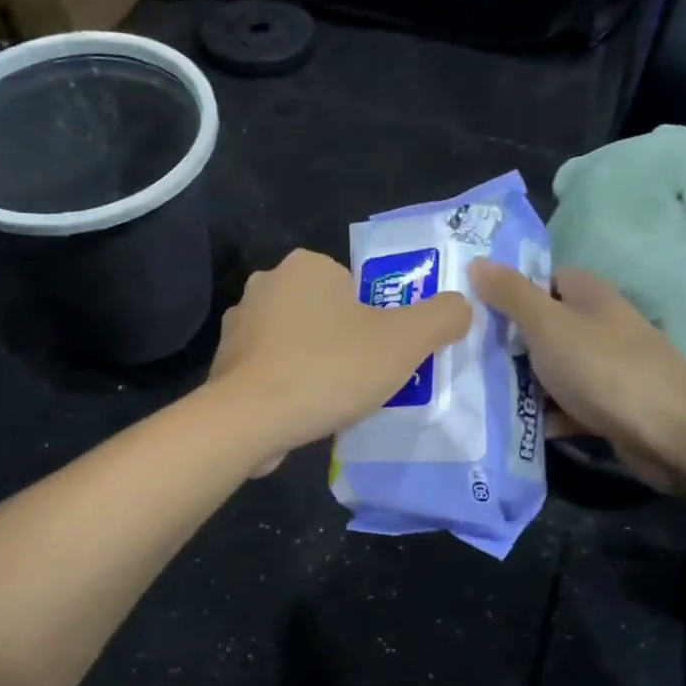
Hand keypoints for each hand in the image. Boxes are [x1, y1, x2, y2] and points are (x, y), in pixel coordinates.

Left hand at [209, 249, 471, 472]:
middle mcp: (266, 284)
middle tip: (362, 380)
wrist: (250, 419)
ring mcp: (238, 325)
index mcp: (306, 265)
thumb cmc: (330, 368)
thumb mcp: (405, 341)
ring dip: (314, 365)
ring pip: (296, 342)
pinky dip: (286, 387)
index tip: (379, 355)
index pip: (354, 286)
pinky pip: (269, 370)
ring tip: (332, 401)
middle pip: (326, 313)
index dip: (375, 322)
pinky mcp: (223, 364)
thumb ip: (442, 316)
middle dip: (344, 343)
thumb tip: (461, 306)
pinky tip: (299, 412)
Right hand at [467, 260, 685, 491]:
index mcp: (588, 295)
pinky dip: (549, 415)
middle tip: (466, 357)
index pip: (542, 280)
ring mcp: (607, 367)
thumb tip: (477, 261)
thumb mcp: (547, 324)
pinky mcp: (611, 406)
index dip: (508, 292)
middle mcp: (599, 325)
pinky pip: (569, 405)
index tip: (471, 311)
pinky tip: (522, 427)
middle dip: (509, 344)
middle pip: (544, 328)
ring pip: (554, 369)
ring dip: (525, 384)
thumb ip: (511, 294)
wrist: (672, 433)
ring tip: (481, 395)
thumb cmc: (604, 368)